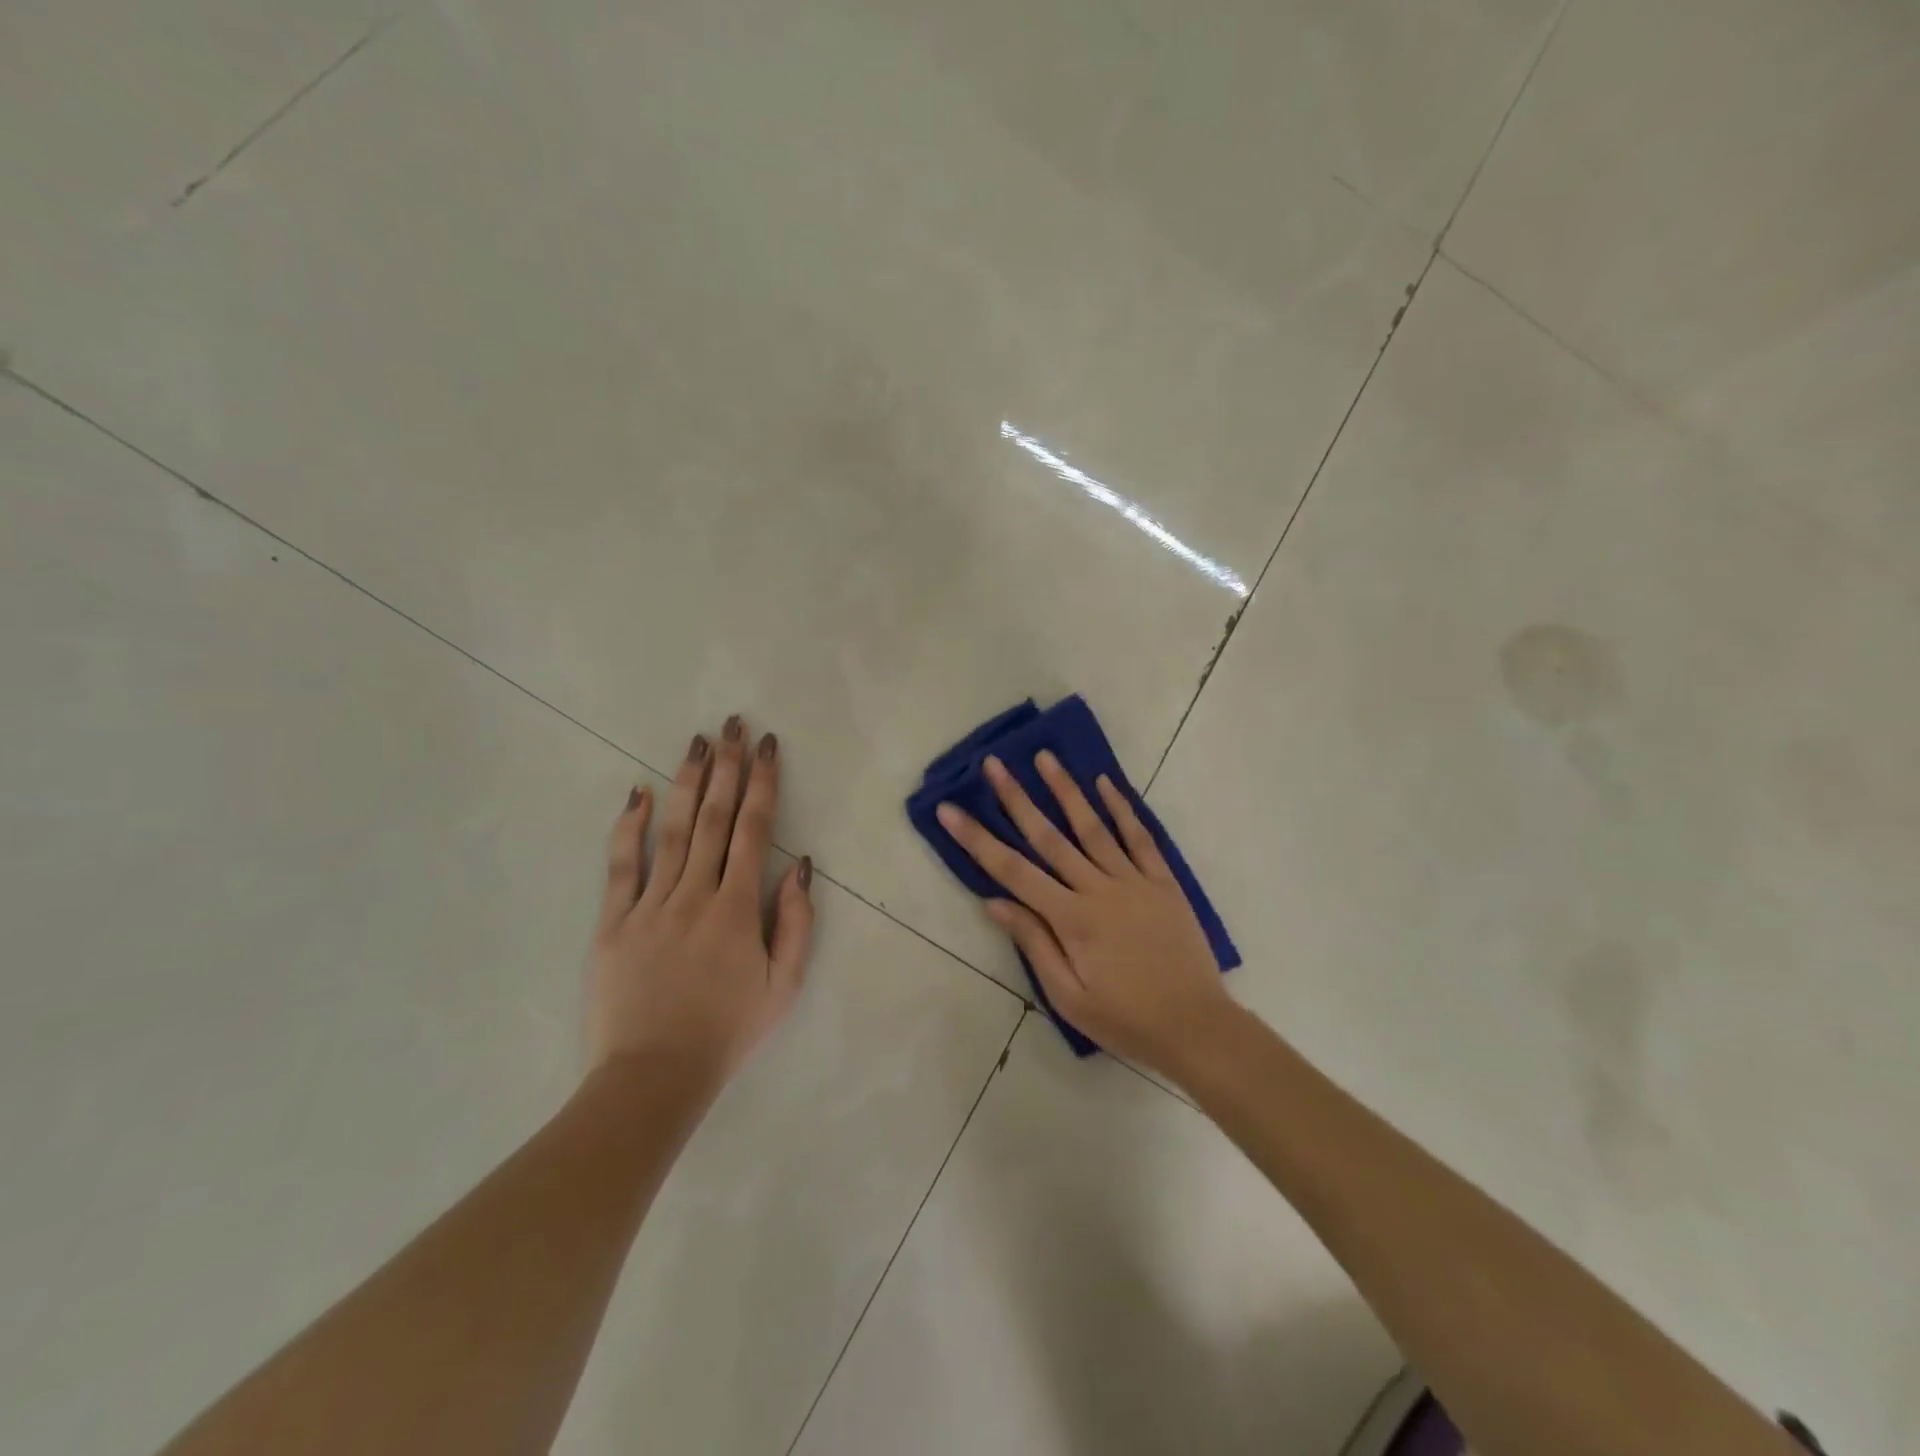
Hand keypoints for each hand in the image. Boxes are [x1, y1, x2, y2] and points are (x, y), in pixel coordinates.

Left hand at [588, 717, 814, 1090]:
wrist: (654, 1076)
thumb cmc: (728, 1031)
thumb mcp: (784, 984)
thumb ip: (795, 922)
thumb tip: (799, 865)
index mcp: (738, 908)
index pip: (755, 830)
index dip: (763, 784)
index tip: (768, 747)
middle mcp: (695, 894)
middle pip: (714, 818)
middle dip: (728, 768)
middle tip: (733, 725)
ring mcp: (650, 905)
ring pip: (672, 831)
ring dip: (687, 783)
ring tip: (698, 744)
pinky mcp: (613, 922)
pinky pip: (620, 866)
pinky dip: (628, 827)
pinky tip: (636, 793)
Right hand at [937, 753, 1233, 1080]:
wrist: (1197, 1027)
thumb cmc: (1125, 1019)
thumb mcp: (1069, 997)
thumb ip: (1034, 944)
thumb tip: (995, 902)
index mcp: (1071, 919)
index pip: (1012, 871)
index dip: (977, 839)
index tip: (950, 811)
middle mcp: (1099, 889)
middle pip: (1049, 837)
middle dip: (1017, 798)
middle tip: (993, 763)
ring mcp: (1134, 880)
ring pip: (1093, 827)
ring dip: (1066, 790)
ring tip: (1045, 757)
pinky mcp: (1163, 881)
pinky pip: (1139, 837)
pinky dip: (1121, 808)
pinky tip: (1105, 783)